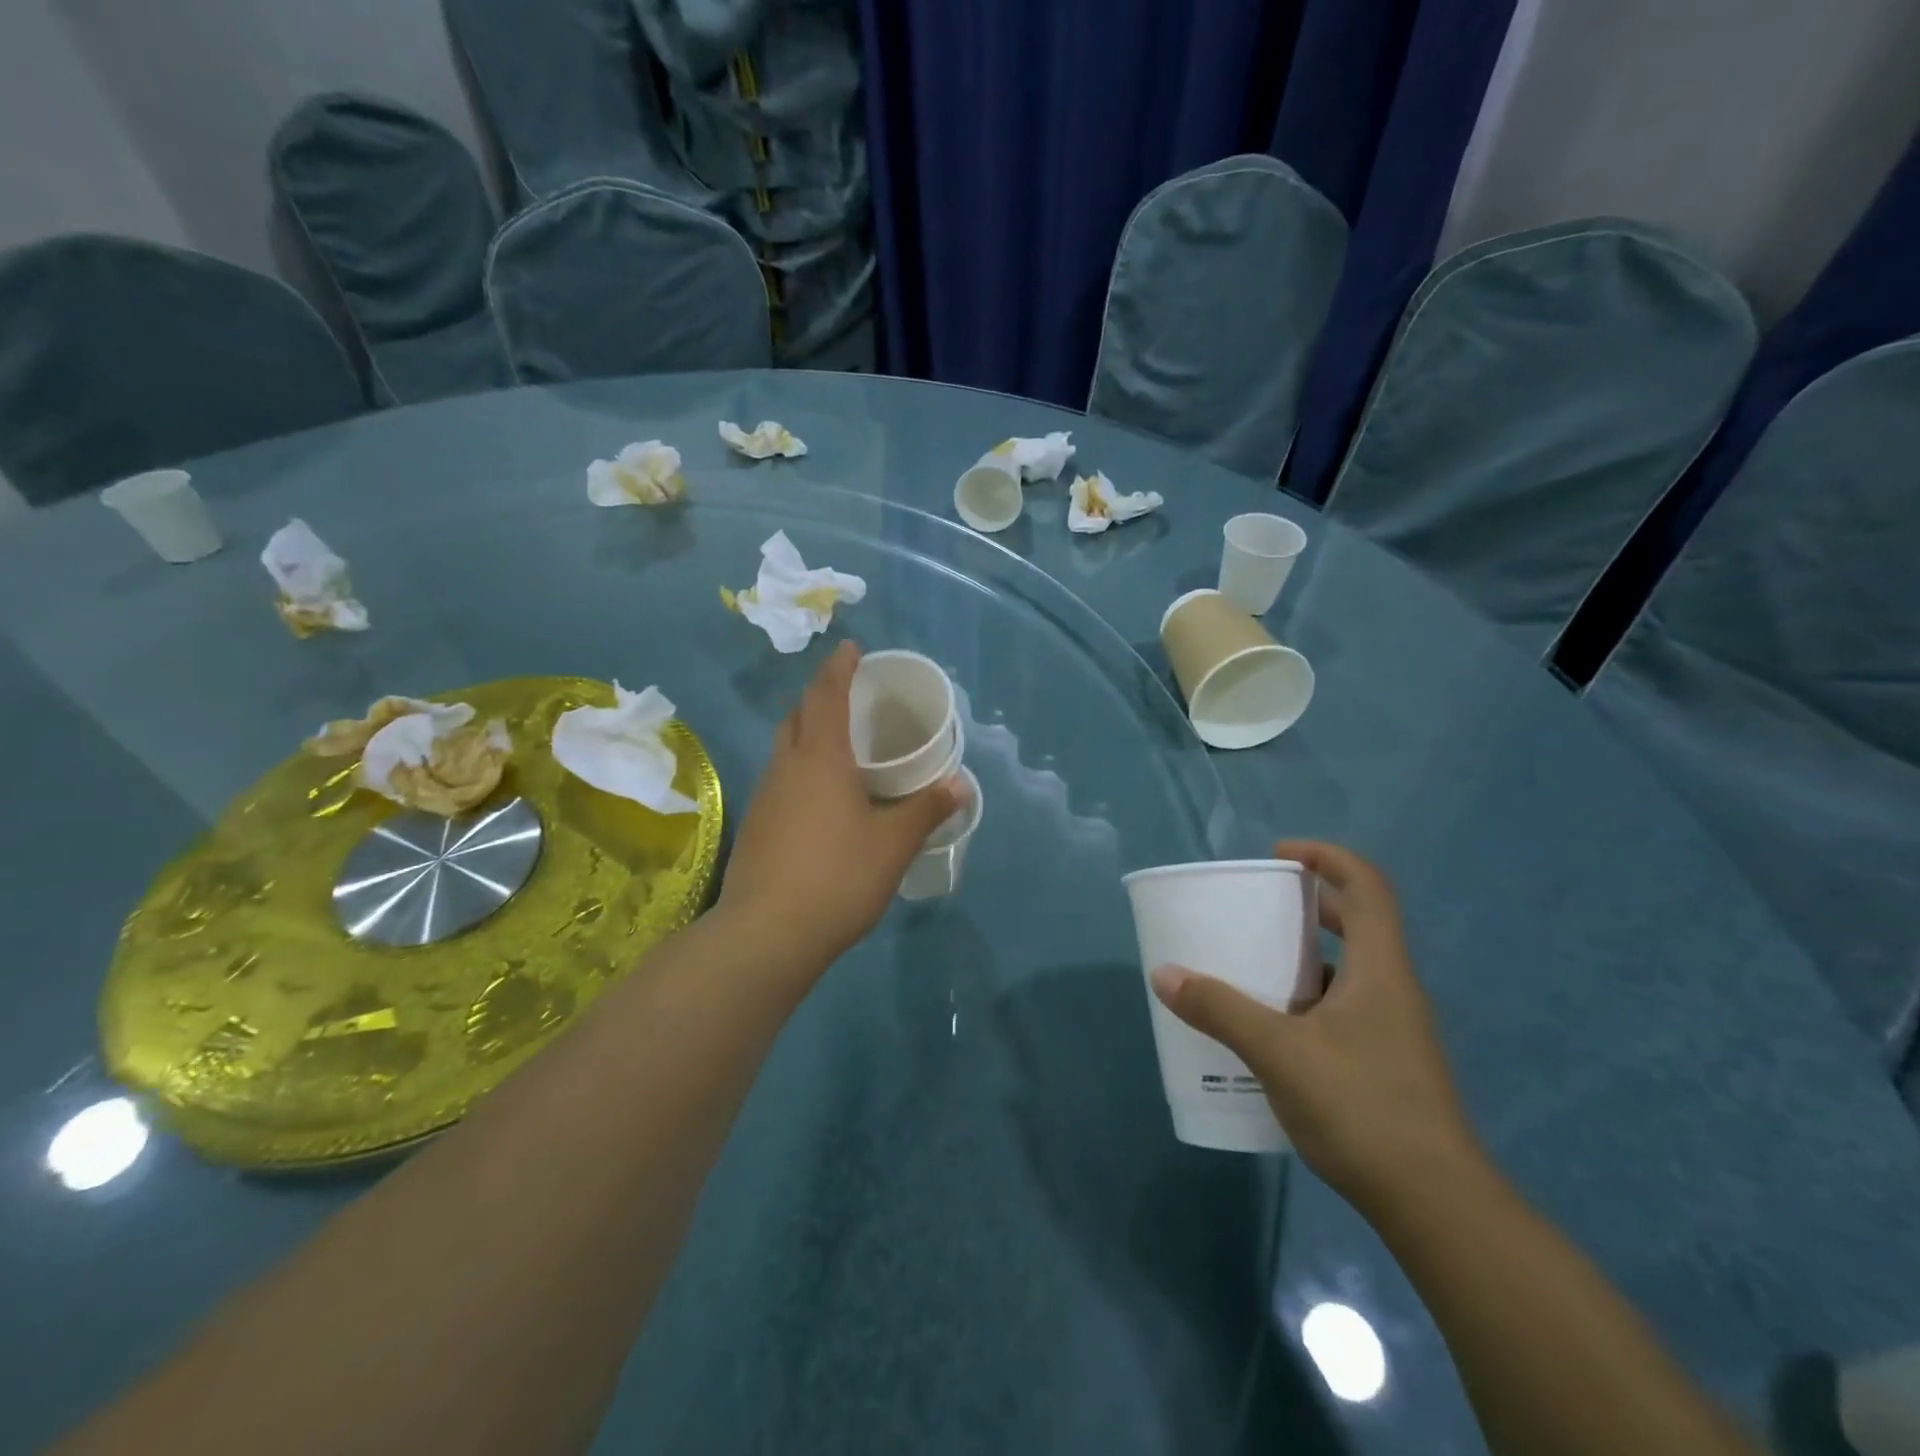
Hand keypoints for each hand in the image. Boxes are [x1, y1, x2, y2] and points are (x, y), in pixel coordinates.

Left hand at [717, 641, 965, 968]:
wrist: (766, 935)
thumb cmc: (837, 877)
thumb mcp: (893, 844)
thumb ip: (926, 809)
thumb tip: (960, 784)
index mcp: (820, 759)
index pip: (825, 696)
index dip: (839, 668)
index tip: (851, 648)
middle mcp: (786, 768)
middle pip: (796, 717)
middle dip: (818, 698)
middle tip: (847, 698)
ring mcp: (764, 798)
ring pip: (784, 750)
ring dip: (806, 736)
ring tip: (838, 747)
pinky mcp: (755, 828)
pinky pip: (780, 781)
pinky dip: (800, 771)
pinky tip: (820, 800)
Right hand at [1149, 841, 1479, 1212]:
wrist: (1436, 1206)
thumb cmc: (1361, 1107)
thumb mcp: (1278, 1052)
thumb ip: (1219, 1009)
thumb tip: (1164, 974)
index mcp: (1379, 969)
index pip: (1366, 886)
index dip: (1326, 857)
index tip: (1278, 857)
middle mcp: (1392, 990)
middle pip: (1357, 924)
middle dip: (1307, 905)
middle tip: (1257, 910)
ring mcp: (1394, 1031)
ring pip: (1348, 971)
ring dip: (1303, 958)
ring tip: (1252, 967)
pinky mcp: (1387, 1066)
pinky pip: (1343, 1010)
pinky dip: (1306, 1002)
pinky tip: (1271, 1032)